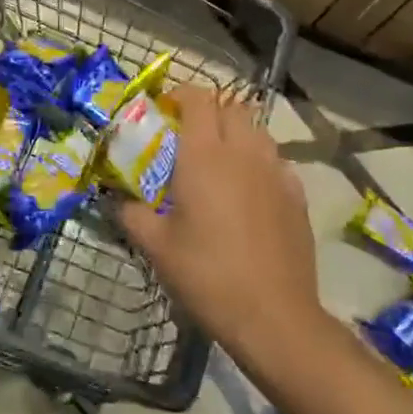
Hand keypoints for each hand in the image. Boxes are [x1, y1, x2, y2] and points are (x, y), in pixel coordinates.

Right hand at [118, 87, 323, 362]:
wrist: (274, 318)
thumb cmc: (207, 275)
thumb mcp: (155, 247)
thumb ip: (130, 214)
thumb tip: (115, 200)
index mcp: (204, 156)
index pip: (198, 99)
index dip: (180, 95)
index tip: (163, 110)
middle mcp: (243, 153)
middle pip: (230, 108)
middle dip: (208, 110)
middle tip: (186, 134)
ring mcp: (275, 173)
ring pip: (257, 131)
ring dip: (235, 132)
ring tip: (217, 159)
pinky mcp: (297, 196)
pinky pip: (276, 161)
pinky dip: (259, 161)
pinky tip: (248, 190)